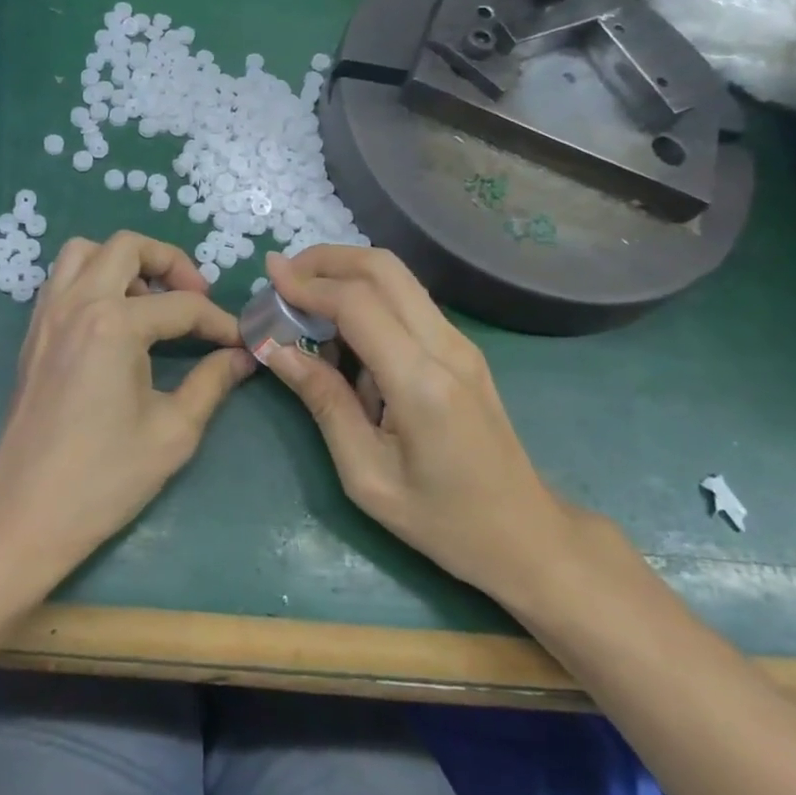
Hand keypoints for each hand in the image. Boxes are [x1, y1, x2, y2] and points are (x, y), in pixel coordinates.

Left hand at [0, 230, 254, 590]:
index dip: (219, 322)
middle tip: (194, 299)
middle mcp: (76, 303)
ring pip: (85, 252)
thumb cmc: (104, 477)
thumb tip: (241, 357)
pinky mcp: (33, 333)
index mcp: (114, 323)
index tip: (240, 342)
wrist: (27, 513)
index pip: (181, 306)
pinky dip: (91, 279)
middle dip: (170, 263)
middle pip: (128, 246)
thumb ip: (212, 383)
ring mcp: (48, 315)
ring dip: (123, 263)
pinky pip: (62, 279)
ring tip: (149, 303)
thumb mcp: (173, 432)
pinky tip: (113, 320)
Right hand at [260, 246, 575, 606]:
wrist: (526, 535)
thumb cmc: (442, 520)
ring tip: (303, 299)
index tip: (269, 278)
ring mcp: (459, 343)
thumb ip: (324, 403)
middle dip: (326, 259)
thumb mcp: (367, 475)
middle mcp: (445, 347)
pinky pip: (407, 302)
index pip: (357, 303)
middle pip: (383, 267)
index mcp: (421, 383)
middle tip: (284, 276)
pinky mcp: (461, 349)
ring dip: (346, 273)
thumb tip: (276, 350)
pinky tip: (341, 330)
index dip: (308, 284)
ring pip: (398, 277)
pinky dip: (367, 296)